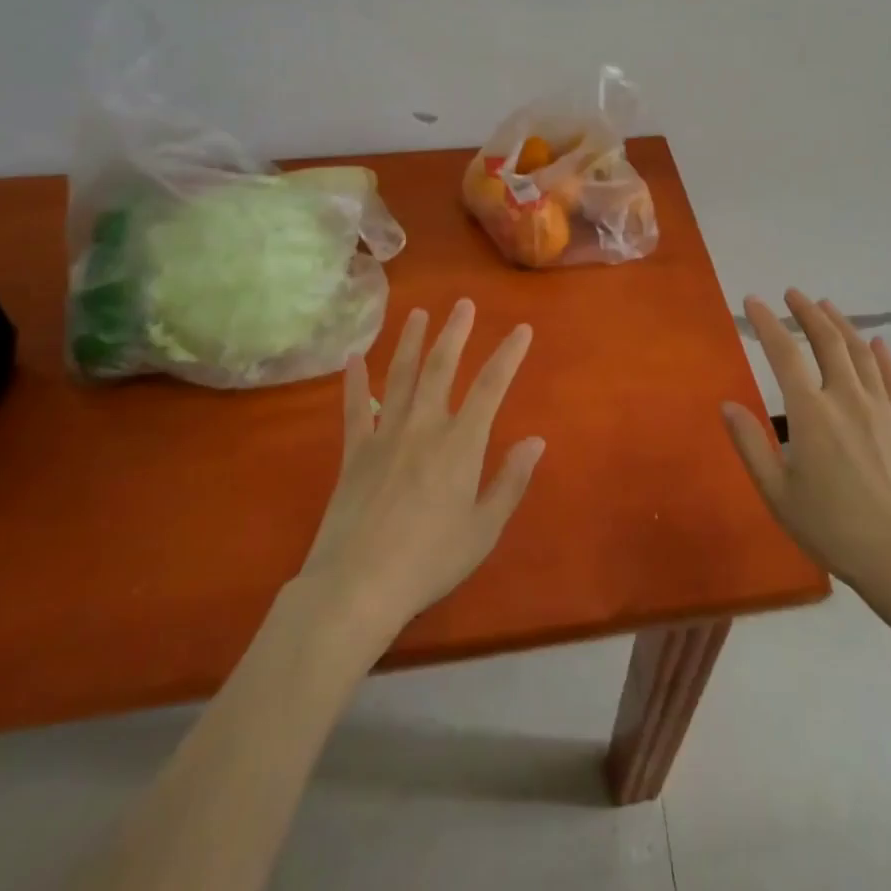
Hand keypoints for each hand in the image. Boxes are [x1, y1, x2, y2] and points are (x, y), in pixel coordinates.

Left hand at [299, 300, 543, 638]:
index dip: (508, 355)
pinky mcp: (354, 453)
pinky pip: (354, 409)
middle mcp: (424, 427)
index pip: (490, 387)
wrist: (357, 586)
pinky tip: (354, 358)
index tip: (521, 329)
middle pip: (440, 368)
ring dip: (410, 342)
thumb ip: (510, 481)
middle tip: (463, 304)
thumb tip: (536, 440)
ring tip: (417, 314)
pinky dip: (354, 382)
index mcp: (460, 444)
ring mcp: (384, 436)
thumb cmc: (430, 560)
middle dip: (455, 333)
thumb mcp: (484, 528)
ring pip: (399, 377)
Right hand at [722, 289, 890, 600]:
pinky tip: (878, 343)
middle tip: (793, 294)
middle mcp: (846, 398)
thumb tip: (726, 405)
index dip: (767, 323)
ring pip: (861, 352)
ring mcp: (881, 409)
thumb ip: (749, 444)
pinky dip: (883, 355)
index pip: (784, 354)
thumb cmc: (832, 527)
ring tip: (827, 306)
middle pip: (827, 341)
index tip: (754, 302)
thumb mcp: (777, 493)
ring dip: (842, 324)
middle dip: (807, 312)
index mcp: (810, 413)